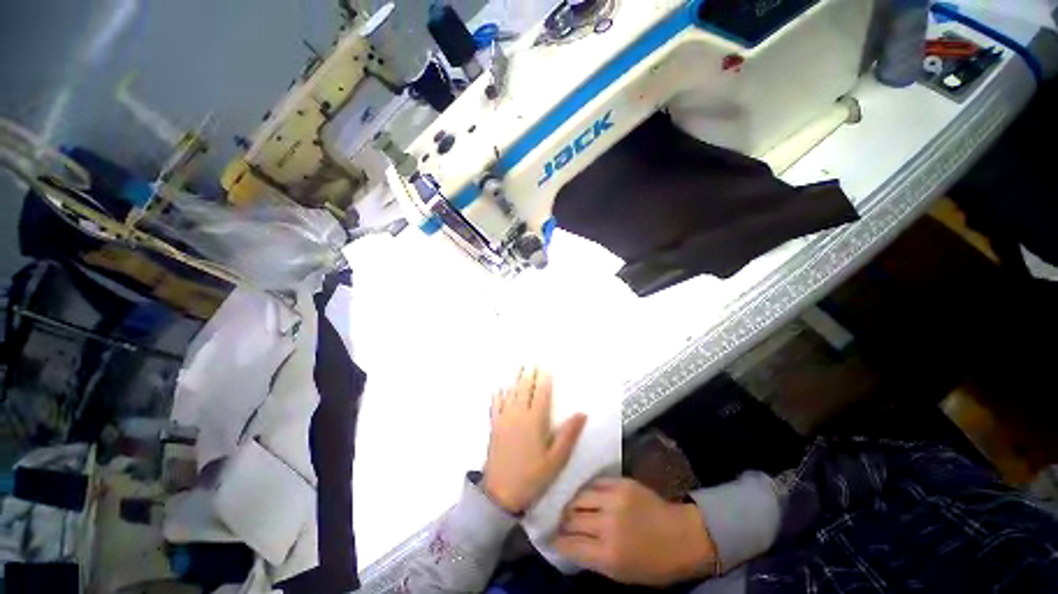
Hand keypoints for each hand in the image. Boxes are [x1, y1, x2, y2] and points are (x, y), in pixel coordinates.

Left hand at [482, 367, 586, 514]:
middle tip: (532, 361)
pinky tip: (499, 387)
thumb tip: (582, 413)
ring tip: (519, 366)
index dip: (544, 379)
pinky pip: (496, 404)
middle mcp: (518, 414)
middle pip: (524, 388)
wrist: (500, 493)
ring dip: (516, 378)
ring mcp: (504, 419)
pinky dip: (498, 393)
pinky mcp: (494, 426)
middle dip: (529, 373)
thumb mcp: (556, 460)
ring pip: (510, 392)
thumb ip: (568, 435)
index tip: (546, 367)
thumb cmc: (533, 477)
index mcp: (534, 420)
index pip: (541, 393)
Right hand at [555, 478, 716, 586]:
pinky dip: (587, 490)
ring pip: (579, 496)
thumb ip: (592, 558)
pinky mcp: (621, 483)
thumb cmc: (652, 564)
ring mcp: (615, 500)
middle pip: (571, 518)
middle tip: (557, 520)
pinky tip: (585, 494)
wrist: (681, 536)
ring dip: (570, 503)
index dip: (557, 541)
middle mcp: (607, 525)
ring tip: (568, 505)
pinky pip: (595, 483)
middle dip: (561, 521)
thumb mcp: (620, 573)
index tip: (551, 538)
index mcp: (608, 554)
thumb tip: (568, 544)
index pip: (570, 545)